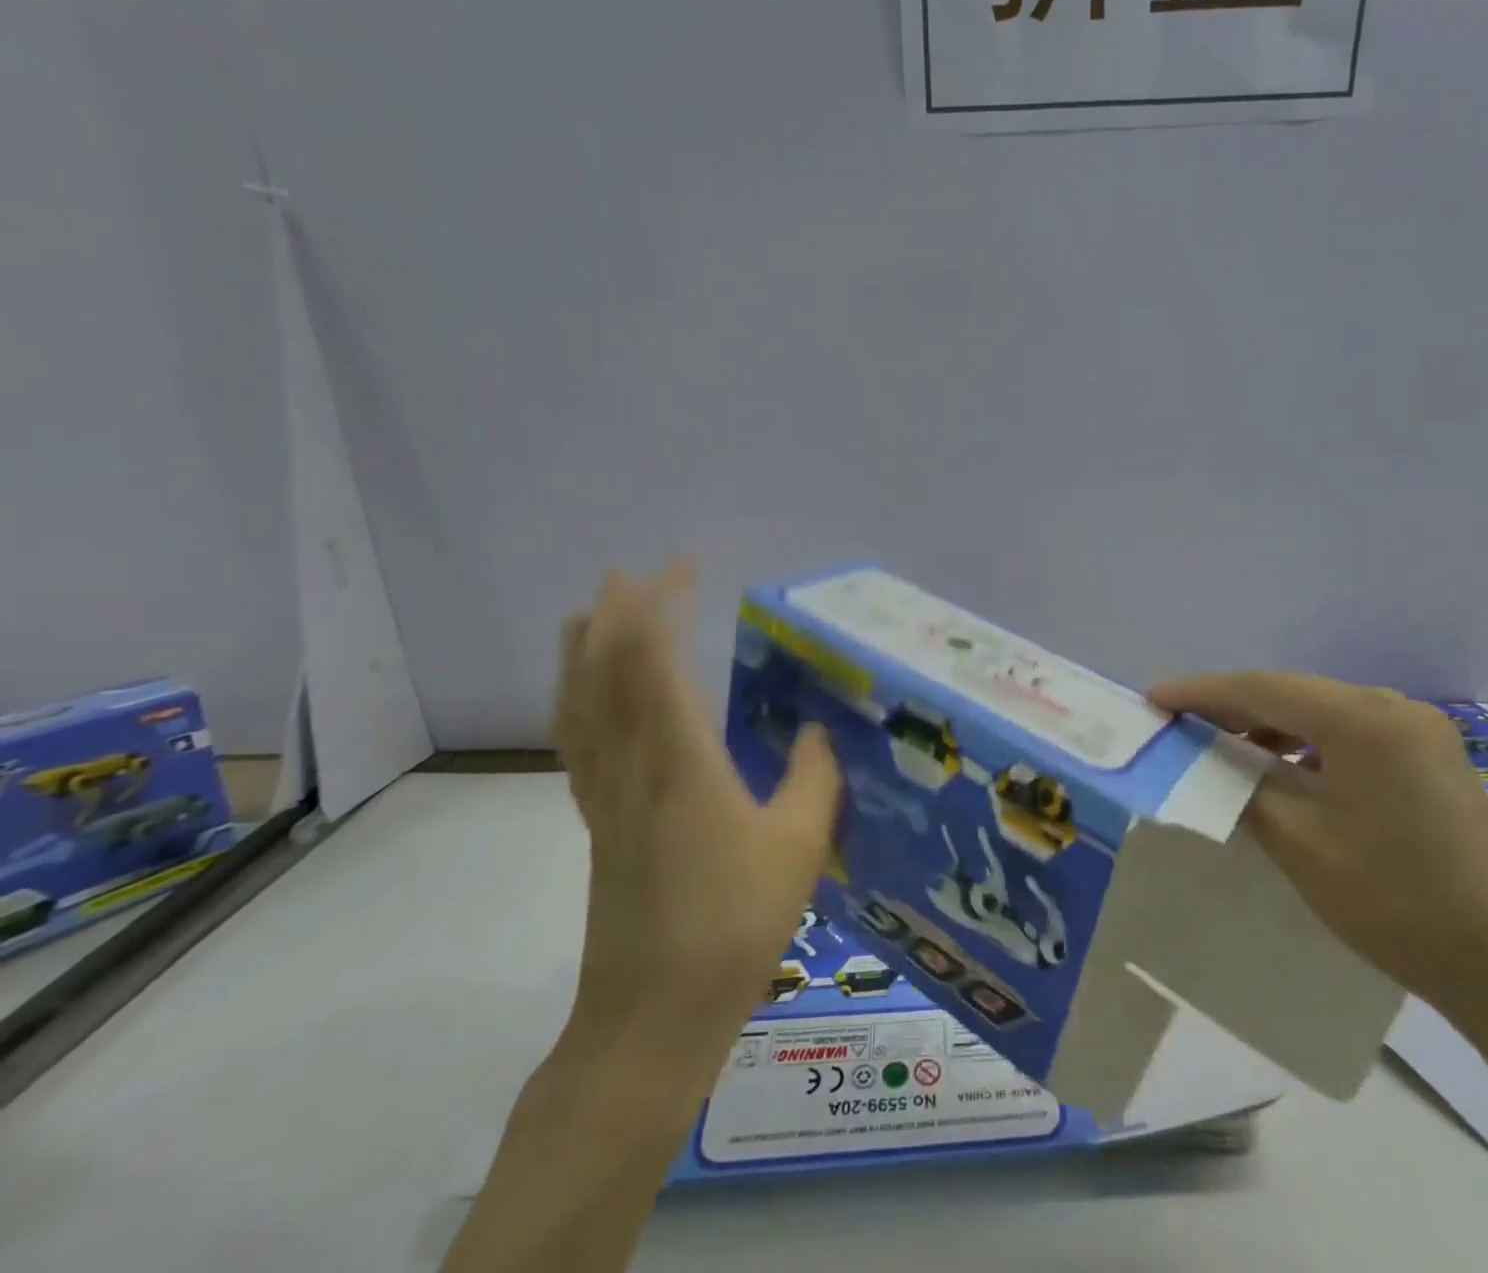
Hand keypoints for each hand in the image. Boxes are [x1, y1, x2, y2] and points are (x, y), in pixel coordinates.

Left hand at [551, 564, 841, 1057]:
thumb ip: (813, 776)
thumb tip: (816, 730)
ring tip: (586, 614)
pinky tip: (584, 700)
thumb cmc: (734, 925)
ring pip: (579, 705)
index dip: (661, 606)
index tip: (678, 566)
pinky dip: (575, 702)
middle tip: (630, 573)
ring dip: (582, 651)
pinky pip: (577, 742)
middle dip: (616, 614)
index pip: (656, 662)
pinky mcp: (597, 823)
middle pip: (606, 672)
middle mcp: (631, 765)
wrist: (652, 1017)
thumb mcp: (798, 845)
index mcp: (680, 761)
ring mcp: (605, 795)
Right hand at [1148, 672, 1487, 1027]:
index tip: (1153, 699)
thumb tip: (1203, 758)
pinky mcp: (1431, 759)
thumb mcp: (1299, 841)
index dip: (1201, 693)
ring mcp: (1420, 733)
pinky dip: (1306, 744)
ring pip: (1321, 713)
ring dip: (1269, 725)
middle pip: (1292, 693)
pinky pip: (1350, 735)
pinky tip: (1282, 768)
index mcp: (1363, 719)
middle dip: (1231, 706)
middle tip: (1179, 721)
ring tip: (1221, 745)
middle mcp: (1394, 708)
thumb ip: (1242, 785)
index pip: (1262, 689)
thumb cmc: (1396, 902)